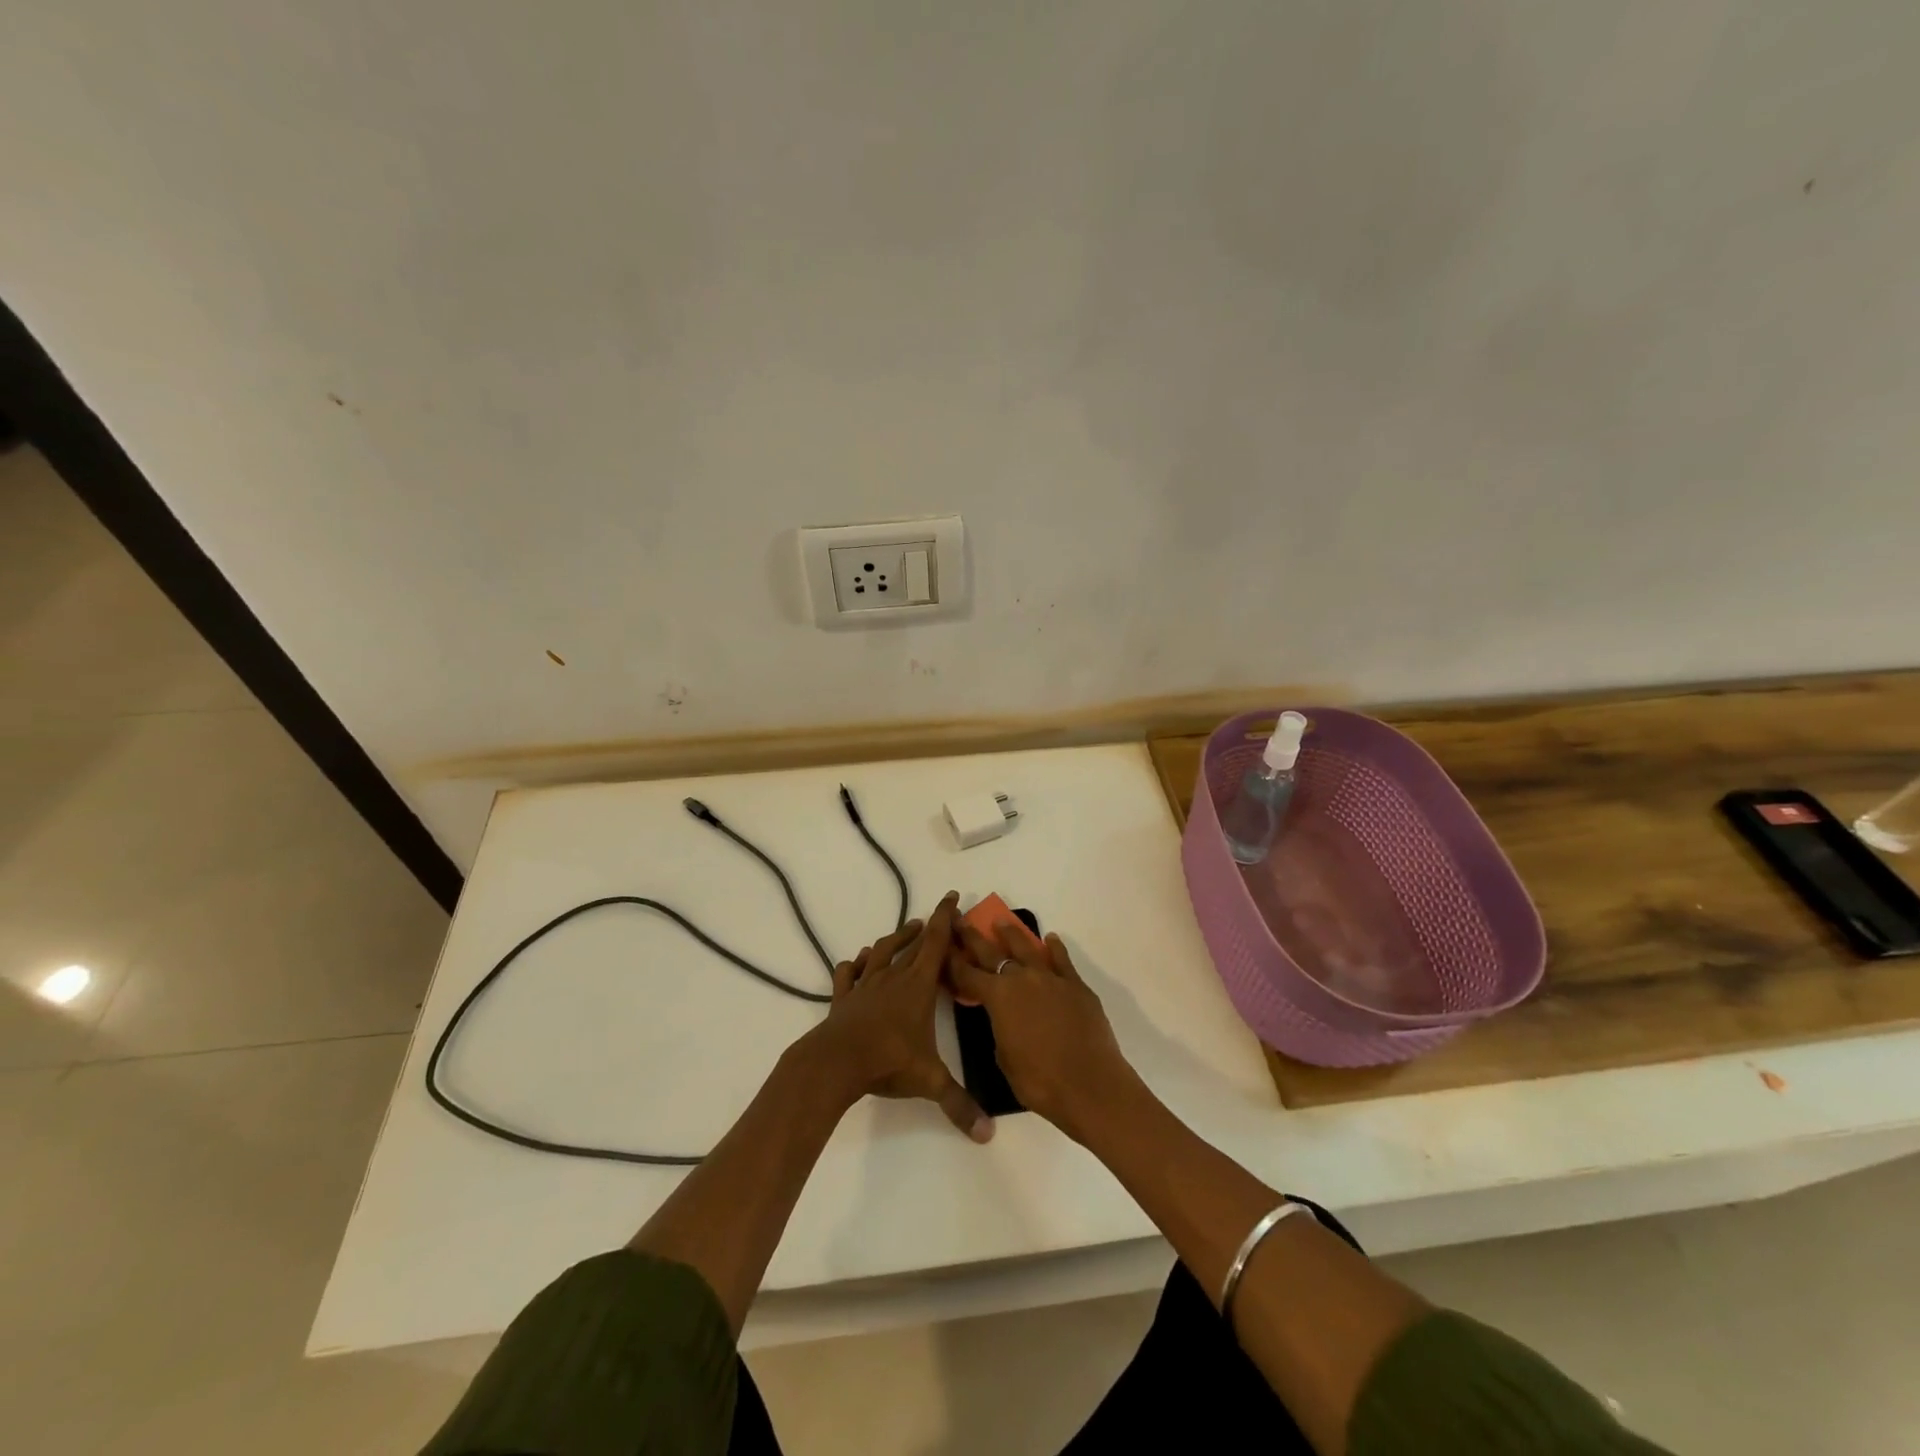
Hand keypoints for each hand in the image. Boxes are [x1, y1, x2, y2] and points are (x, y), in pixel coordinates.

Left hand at [798, 892, 992, 1142]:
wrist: (836, 1062)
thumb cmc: (887, 1061)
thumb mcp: (930, 1082)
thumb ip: (960, 1105)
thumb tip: (989, 1134)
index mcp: (917, 986)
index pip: (936, 943)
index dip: (946, 918)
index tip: (952, 897)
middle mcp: (893, 977)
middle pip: (913, 943)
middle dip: (929, 926)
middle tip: (939, 915)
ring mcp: (865, 984)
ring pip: (881, 951)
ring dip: (896, 938)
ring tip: (907, 931)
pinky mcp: (844, 996)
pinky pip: (848, 972)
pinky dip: (856, 964)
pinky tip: (859, 962)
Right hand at [946, 919, 1139, 1142]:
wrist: (1090, 1085)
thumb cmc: (1040, 1082)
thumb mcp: (1005, 1059)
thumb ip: (1000, 1030)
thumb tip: (1007, 1020)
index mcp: (998, 998)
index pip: (967, 975)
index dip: (953, 962)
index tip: (943, 946)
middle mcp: (1022, 979)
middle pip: (992, 953)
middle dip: (973, 938)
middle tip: (961, 921)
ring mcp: (1051, 979)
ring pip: (1027, 948)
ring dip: (1012, 934)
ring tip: (1002, 922)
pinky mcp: (1076, 986)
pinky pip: (1062, 960)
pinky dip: (1054, 948)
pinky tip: (1051, 940)